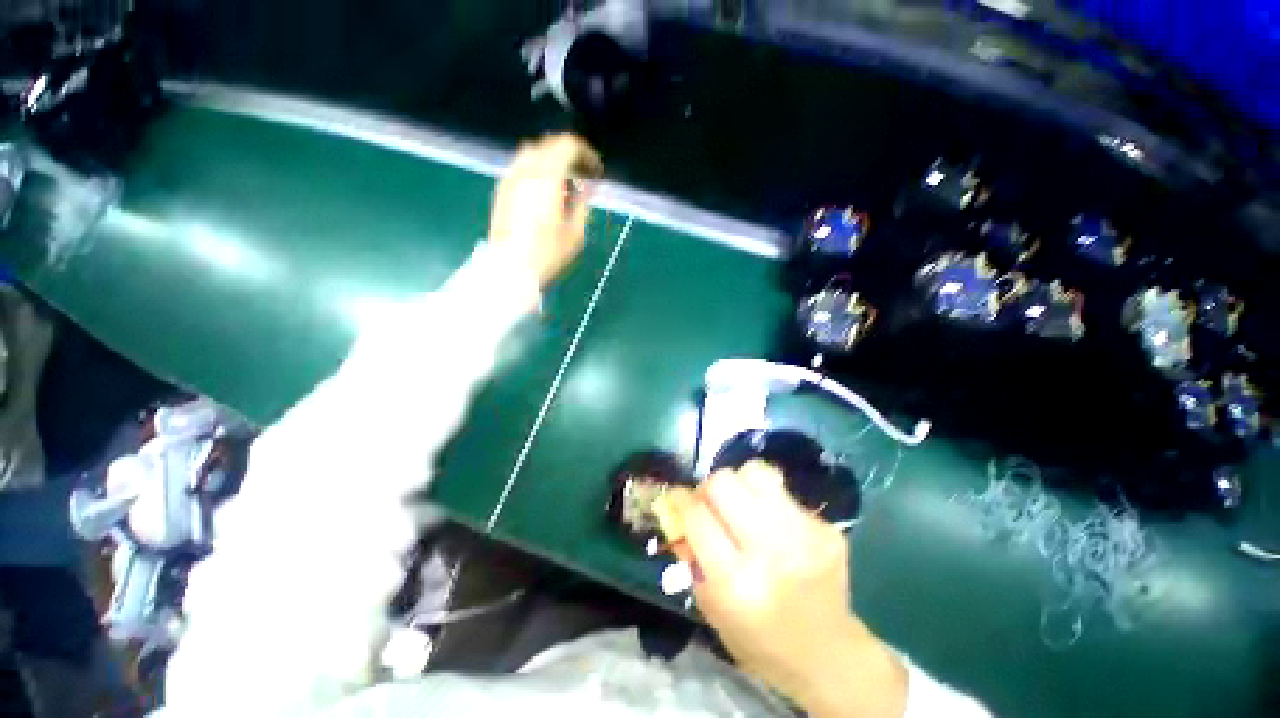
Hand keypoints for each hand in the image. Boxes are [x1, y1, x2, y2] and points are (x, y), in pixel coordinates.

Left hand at [489, 134, 602, 288]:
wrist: (510, 267)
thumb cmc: (547, 253)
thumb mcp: (575, 232)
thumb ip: (583, 203)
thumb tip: (587, 187)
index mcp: (547, 178)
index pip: (567, 145)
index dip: (585, 153)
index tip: (595, 170)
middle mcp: (526, 170)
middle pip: (549, 144)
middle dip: (569, 154)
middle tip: (582, 174)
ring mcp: (510, 178)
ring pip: (532, 152)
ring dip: (551, 159)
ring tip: (563, 182)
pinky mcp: (502, 189)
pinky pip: (521, 166)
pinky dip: (537, 169)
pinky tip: (544, 191)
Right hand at [672, 461, 907, 717]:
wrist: (829, 656)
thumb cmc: (759, 641)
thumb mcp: (711, 608)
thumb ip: (691, 554)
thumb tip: (676, 510)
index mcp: (736, 582)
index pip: (698, 516)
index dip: (680, 499)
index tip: (676, 496)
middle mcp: (771, 551)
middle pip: (724, 483)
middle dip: (708, 488)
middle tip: (710, 503)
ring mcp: (804, 534)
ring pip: (755, 471)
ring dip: (739, 484)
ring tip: (741, 505)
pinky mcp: (825, 527)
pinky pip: (782, 491)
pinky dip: (768, 501)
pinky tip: (772, 526)